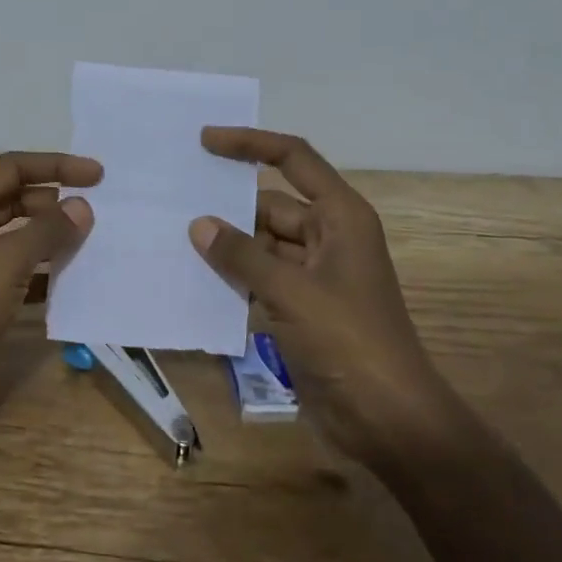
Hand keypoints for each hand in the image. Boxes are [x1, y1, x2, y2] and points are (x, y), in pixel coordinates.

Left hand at [0, 151, 101, 378]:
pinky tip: (72, 277)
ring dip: (51, 235)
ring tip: (91, 239)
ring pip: (16, 233)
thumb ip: (46, 232)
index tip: (97, 174)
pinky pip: (15, 265)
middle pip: (14, 198)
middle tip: (97, 210)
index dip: (55, 166)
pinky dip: (41, 267)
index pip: (11, 168)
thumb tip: (83, 206)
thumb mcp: (4, 265)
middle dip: (54, 202)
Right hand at [188, 128, 441, 459]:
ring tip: (173, 232)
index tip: (206, 141)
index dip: (251, 144)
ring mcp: (314, 274)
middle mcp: (328, 237)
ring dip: (226, 243)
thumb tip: (199, 225)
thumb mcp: (292, 292)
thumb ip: (242, 255)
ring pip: (261, 243)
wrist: (388, 421)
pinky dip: (233, 275)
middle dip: (228, 203)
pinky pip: (260, 277)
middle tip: (175, 195)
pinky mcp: (301, 307)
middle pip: (271, 203)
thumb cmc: (349, 342)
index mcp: (340, 217)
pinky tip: (194, 274)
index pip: (293, 160)